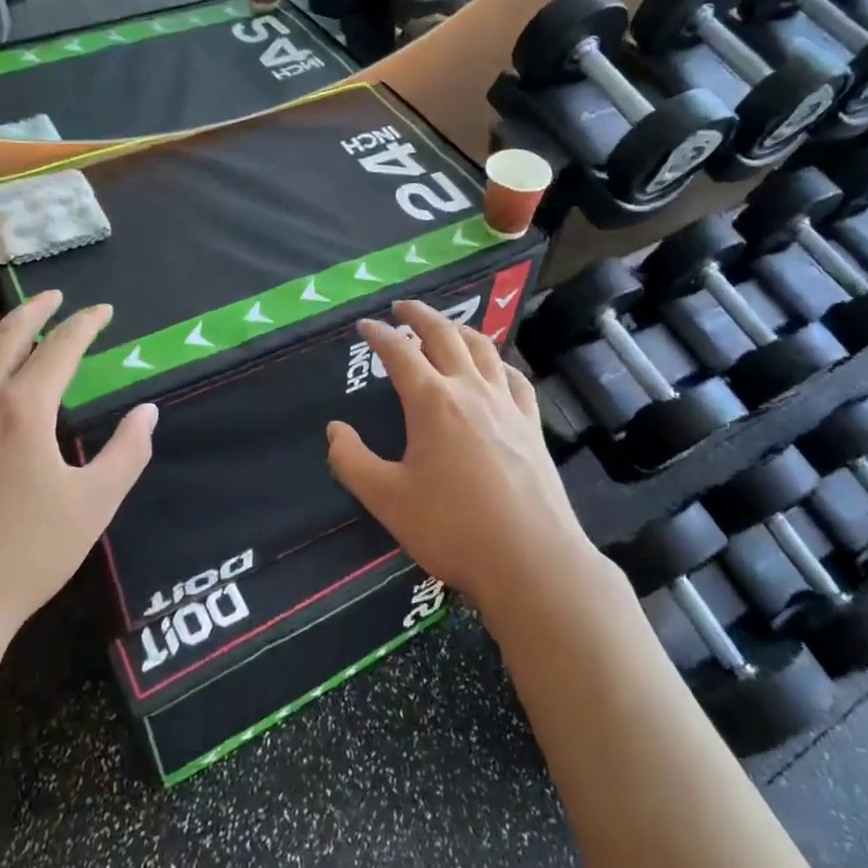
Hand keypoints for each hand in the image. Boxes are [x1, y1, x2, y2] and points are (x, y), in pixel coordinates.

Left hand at [0, 293, 155, 643]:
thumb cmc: (24, 555)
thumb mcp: (94, 505)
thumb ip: (127, 452)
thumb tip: (147, 413)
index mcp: (24, 409)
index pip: (61, 348)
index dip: (85, 324)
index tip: (102, 310)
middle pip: (5, 338)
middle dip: (33, 312)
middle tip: (52, 297)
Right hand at [326, 301, 599, 616]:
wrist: (532, 560)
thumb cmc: (452, 528)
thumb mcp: (387, 500)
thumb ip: (352, 461)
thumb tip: (335, 429)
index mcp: (432, 402)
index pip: (400, 353)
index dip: (379, 335)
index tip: (365, 325)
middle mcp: (471, 390)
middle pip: (444, 335)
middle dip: (420, 315)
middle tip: (402, 307)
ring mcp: (507, 405)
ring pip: (484, 349)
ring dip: (460, 329)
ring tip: (446, 326)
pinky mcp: (532, 426)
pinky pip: (515, 378)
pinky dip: (498, 362)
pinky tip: (496, 369)